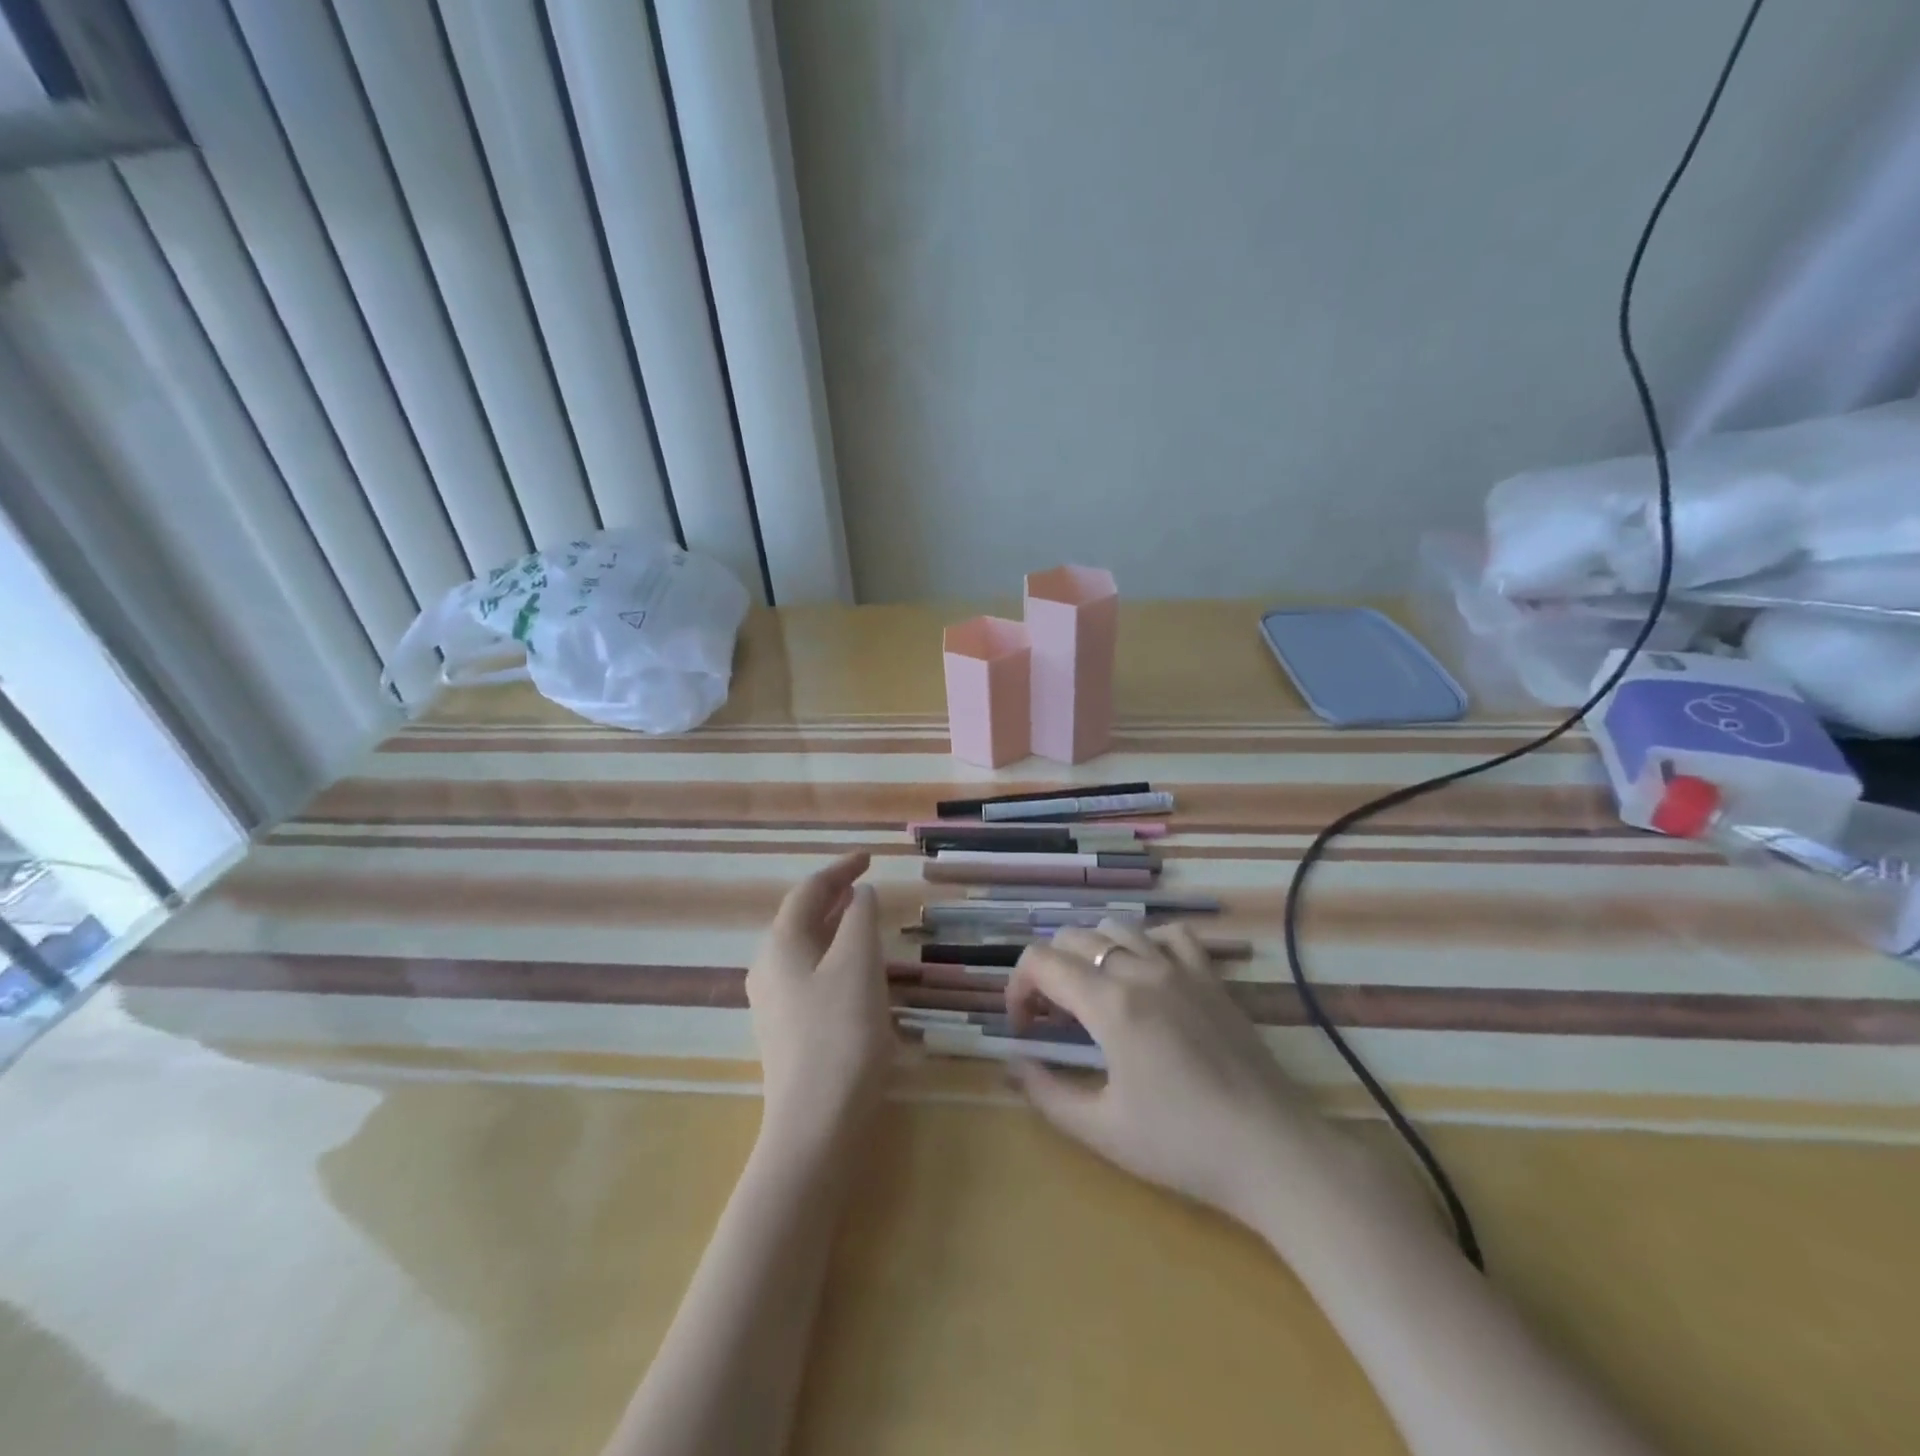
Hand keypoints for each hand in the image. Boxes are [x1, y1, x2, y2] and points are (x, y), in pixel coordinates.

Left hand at [747, 853, 893, 1146]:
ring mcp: (773, 1002)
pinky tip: (855, 971)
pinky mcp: (785, 1031)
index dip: (840, 869)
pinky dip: (833, 957)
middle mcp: (768, 967)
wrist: (816, 1123)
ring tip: (862, 919)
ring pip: (805, 948)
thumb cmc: (841, 1033)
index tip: (869, 857)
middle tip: (866, 885)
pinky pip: (808, 975)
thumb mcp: (859, 964)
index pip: (810, 891)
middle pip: (801, 918)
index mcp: (781, 944)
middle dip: (834, 897)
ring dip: (834, 927)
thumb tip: (860, 895)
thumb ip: (861, 919)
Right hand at [1005, 920, 1329, 1225]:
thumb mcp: (1101, 1130)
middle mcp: (1140, 970)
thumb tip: (1013, 1062)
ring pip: (1117, 927)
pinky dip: (1145, 942)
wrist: (1272, 1151)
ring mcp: (1180, 968)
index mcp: (1109, 1003)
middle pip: (1072, 938)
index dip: (1017, 988)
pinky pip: (1170, 934)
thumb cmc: (1181, 1145)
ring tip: (1094, 994)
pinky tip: (1146, 974)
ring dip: (1090, 952)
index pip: (1040, 962)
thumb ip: (1046, 1092)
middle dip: (1048, 971)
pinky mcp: (1211, 977)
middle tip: (1053, 1018)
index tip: (1023, 1028)